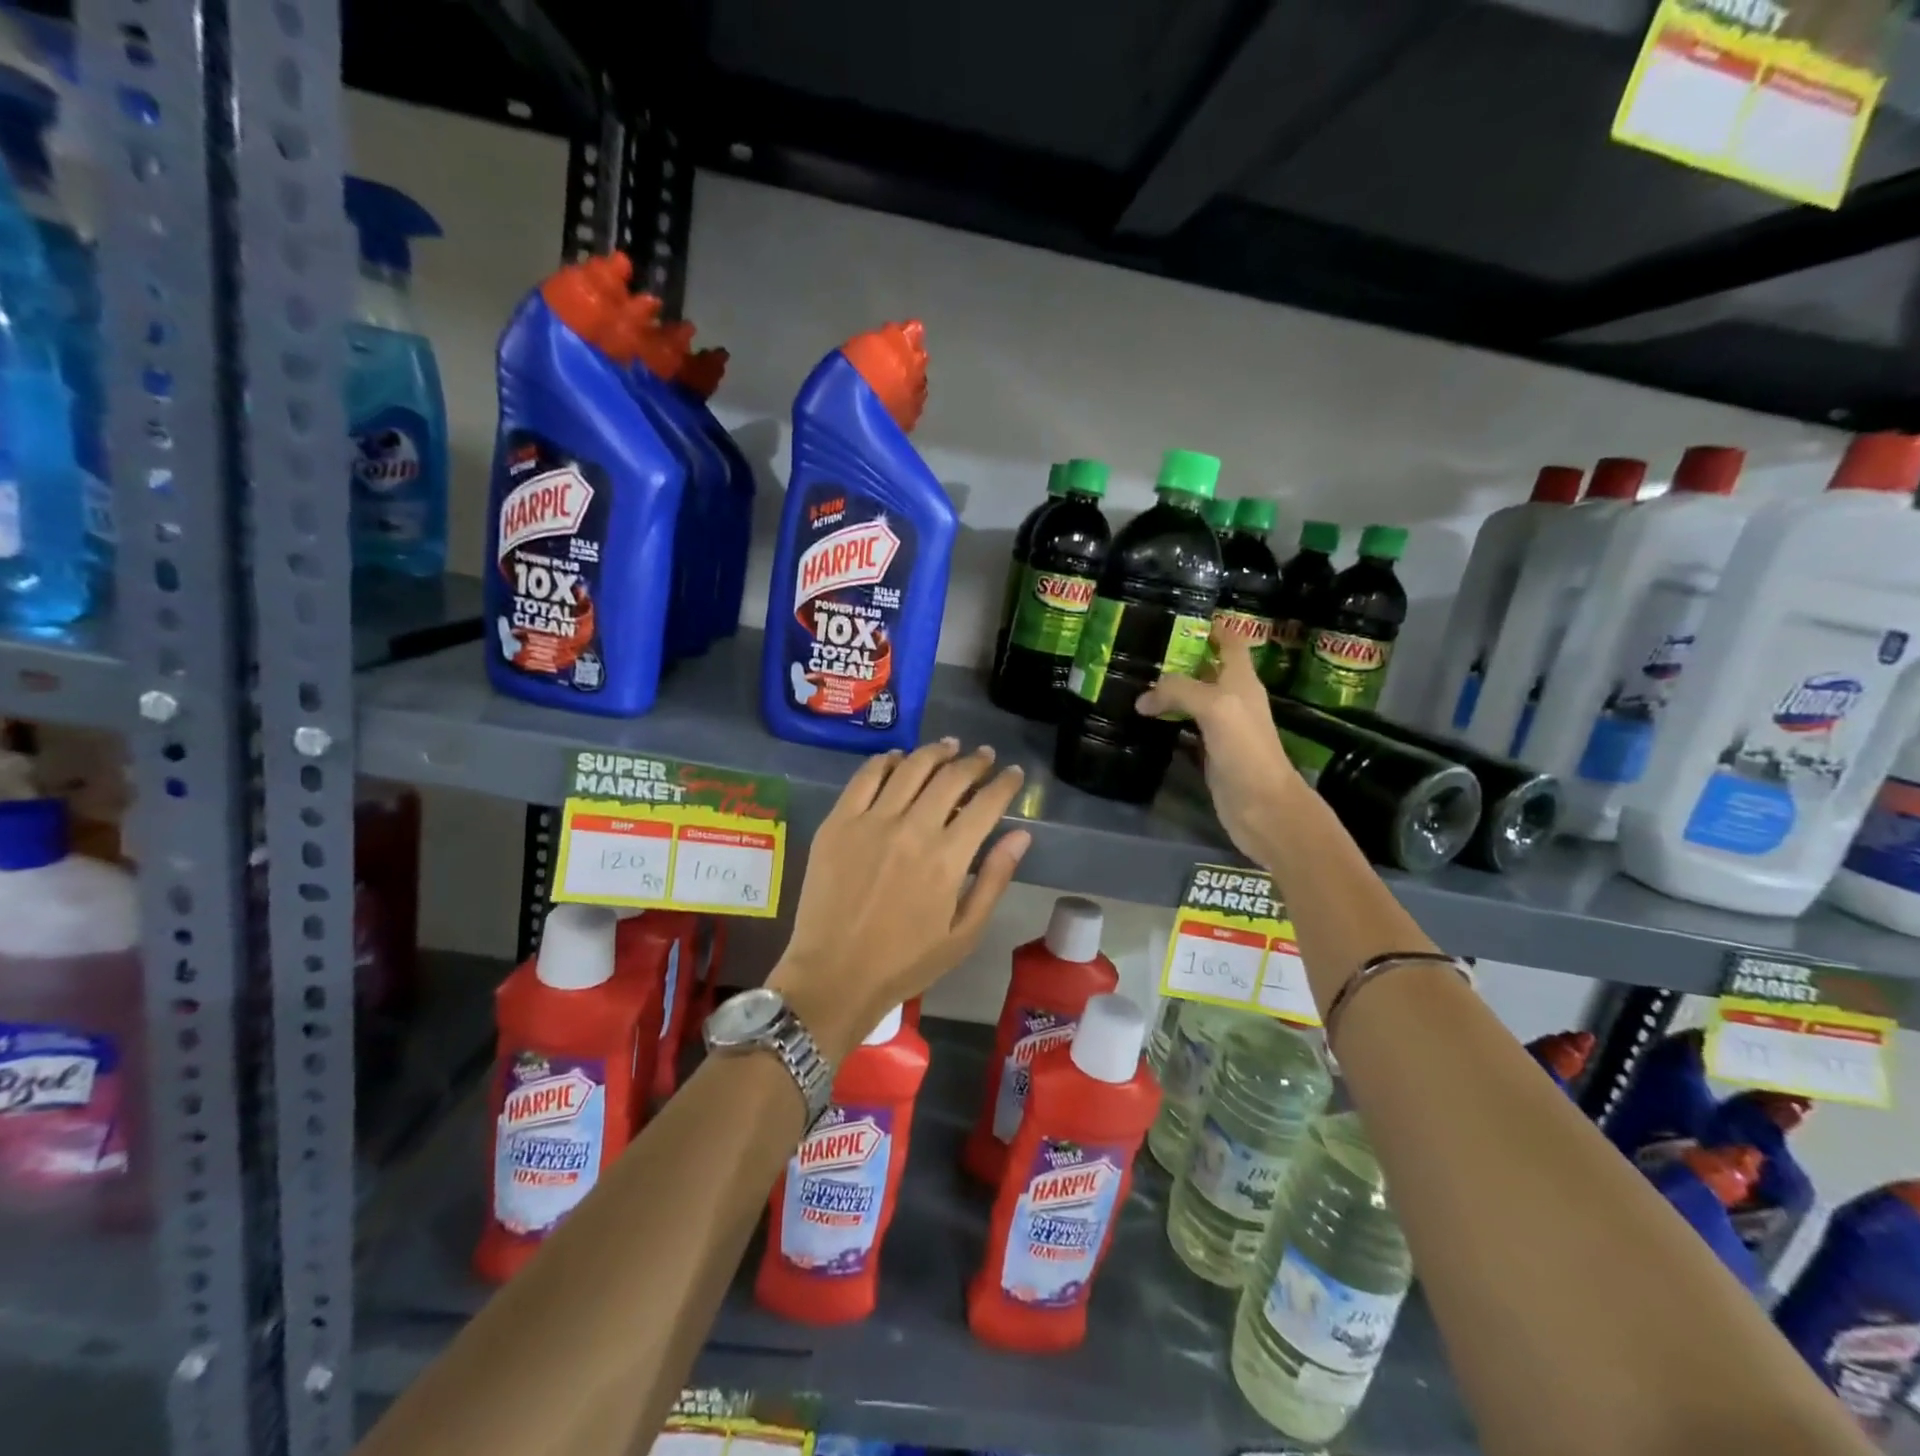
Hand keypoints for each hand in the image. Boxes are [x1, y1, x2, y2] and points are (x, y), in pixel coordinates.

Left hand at [769, 739, 1031, 1060]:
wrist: (834, 975)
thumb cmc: (905, 962)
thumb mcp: (964, 934)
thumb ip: (994, 880)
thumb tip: (1021, 835)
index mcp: (947, 859)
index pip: (986, 804)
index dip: (1005, 783)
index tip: (1014, 773)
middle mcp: (912, 829)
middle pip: (950, 777)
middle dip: (974, 762)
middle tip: (984, 756)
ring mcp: (871, 821)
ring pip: (910, 768)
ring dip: (934, 752)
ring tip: (948, 747)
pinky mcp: (838, 822)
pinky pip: (865, 777)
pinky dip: (886, 761)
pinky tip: (898, 758)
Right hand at [1136, 632, 1307, 866]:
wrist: (1262, 806)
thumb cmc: (1246, 749)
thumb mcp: (1215, 706)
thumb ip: (1179, 691)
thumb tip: (1142, 698)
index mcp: (1241, 680)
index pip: (1230, 641)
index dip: (1212, 625)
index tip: (1180, 615)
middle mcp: (1232, 699)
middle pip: (1205, 668)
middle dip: (1179, 656)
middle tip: (1142, 647)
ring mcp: (1221, 728)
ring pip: (1191, 699)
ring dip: (1169, 690)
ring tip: (1134, 679)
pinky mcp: (1208, 753)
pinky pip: (1183, 728)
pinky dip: (1166, 721)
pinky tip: (1144, 719)